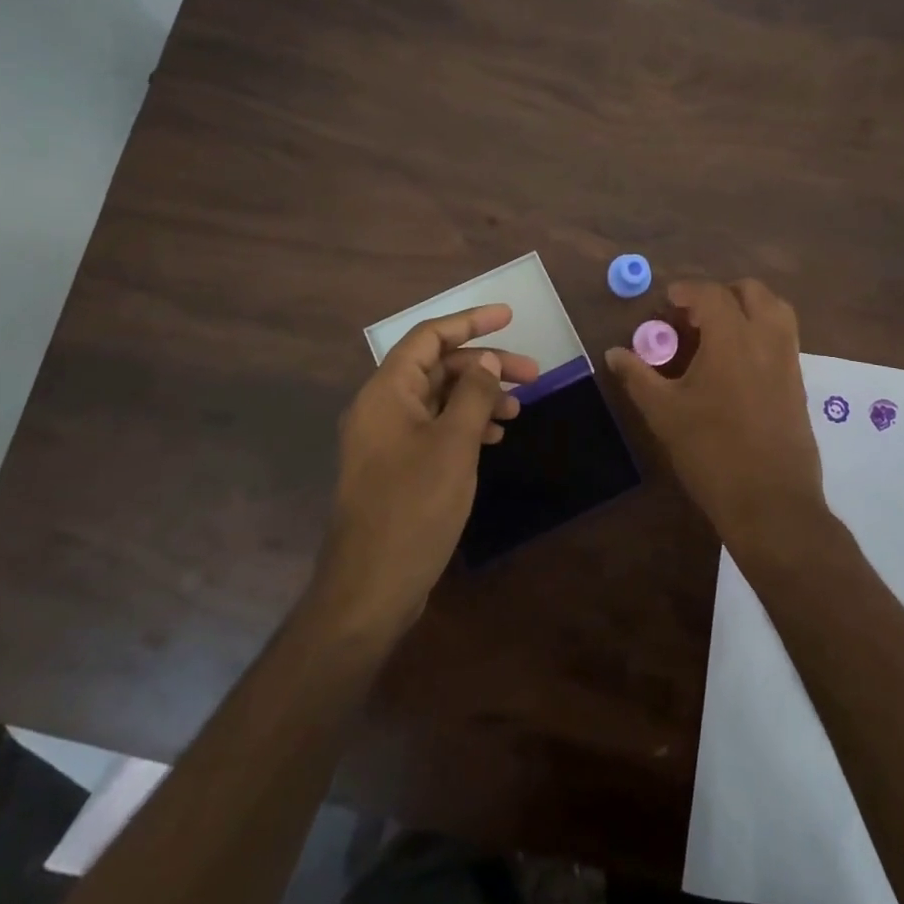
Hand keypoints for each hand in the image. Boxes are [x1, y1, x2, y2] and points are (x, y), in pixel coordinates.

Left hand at [317, 304, 538, 637]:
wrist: (371, 587)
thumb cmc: (414, 507)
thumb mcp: (454, 445)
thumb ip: (473, 395)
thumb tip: (487, 361)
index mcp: (387, 391)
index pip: (429, 336)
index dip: (470, 321)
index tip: (509, 316)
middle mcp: (382, 407)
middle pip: (437, 367)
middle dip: (484, 365)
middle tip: (533, 374)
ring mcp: (387, 439)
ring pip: (438, 398)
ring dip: (478, 396)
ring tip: (518, 409)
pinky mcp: (396, 466)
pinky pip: (434, 427)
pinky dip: (464, 424)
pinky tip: (494, 436)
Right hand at [603, 279, 825, 546]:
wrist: (770, 502)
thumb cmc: (711, 452)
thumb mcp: (663, 413)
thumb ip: (637, 376)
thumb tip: (614, 353)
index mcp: (731, 338)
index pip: (711, 294)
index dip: (686, 291)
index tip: (667, 303)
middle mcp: (766, 339)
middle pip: (751, 292)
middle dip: (721, 294)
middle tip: (694, 317)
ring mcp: (788, 360)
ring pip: (776, 310)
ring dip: (747, 309)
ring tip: (719, 333)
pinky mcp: (799, 383)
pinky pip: (783, 338)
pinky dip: (761, 332)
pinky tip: (737, 364)